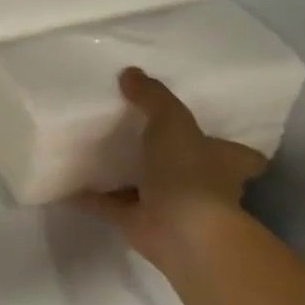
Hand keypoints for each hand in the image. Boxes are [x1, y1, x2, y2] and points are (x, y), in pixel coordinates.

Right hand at [70, 67, 266, 271]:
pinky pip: (109, 205)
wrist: (181, 231)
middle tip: (136, 133)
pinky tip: (66, 180)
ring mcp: (170, 207)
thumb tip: (130, 73)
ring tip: (94, 151)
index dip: (225, 144)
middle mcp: (203, 186)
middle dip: (169, 157)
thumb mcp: (172, 121)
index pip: (237, 154)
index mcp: (223, 163)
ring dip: (126, 176)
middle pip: (189, 169)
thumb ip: (152, 97)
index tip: (206, 131)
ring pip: (146, 186)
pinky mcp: (139, 223)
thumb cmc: (189, 172)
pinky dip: (89, 196)